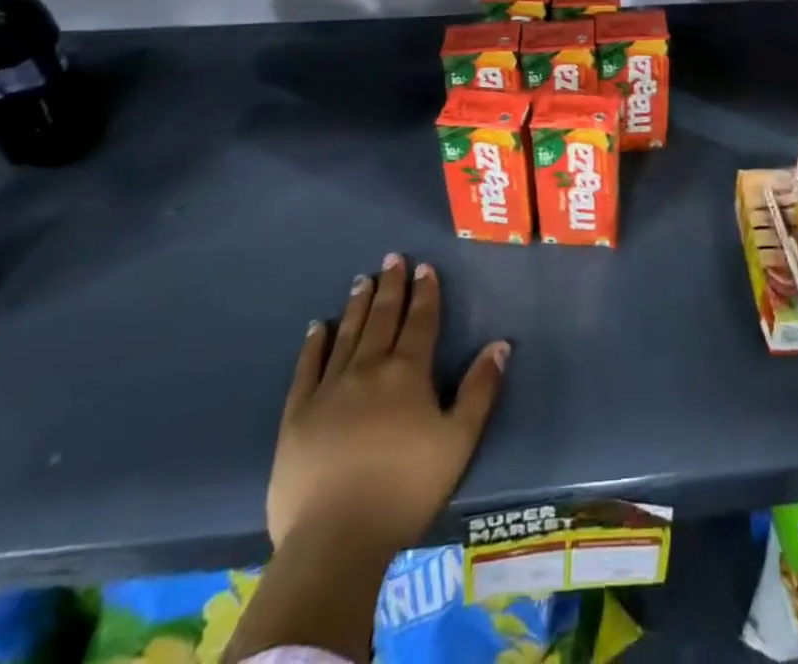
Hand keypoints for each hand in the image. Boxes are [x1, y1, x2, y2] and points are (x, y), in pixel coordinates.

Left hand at [267, 253, 509, 553]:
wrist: (335, 540)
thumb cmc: (405, 489)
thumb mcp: (458, 441)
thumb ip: (480, 390)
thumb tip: (500, 344)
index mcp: (408, 373)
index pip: (420, 321)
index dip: (425, 293)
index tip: (424, 267)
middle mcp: (369, 369)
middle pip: (382, 318)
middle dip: (391, 286)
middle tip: (392, 258)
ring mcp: (329, 389)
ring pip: (347, 335)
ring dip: (357, 305)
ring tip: (362, 280)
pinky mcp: (297, 415)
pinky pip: (307, 368)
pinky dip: (314, 344)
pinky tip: (318, 327)